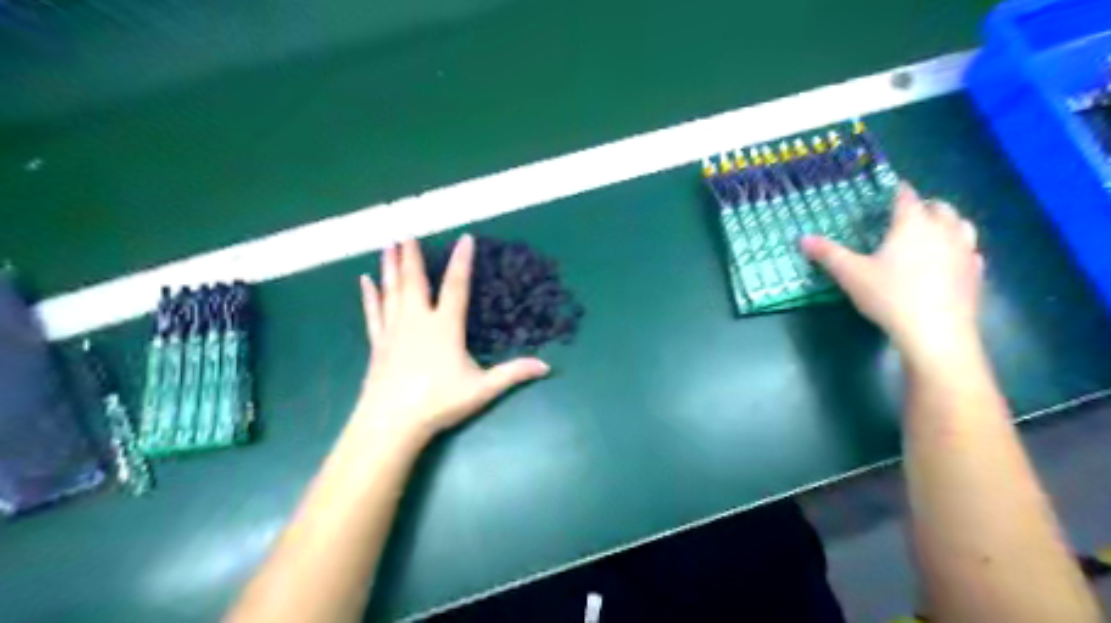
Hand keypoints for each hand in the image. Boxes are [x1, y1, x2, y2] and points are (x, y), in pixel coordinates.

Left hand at [351, 234, 551, 447]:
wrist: (391, 422)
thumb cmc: (439, 402)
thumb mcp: (482, 389)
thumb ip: (513, 374)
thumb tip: (547, 366)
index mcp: (445, 326)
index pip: (456, 286)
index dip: (462, 261)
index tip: (465, 238)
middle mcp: (417, 320)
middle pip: (414, 280)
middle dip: (411, 254)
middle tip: (405, 229)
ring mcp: (394, 330)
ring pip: (391, 290)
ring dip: (389, 265)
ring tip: (386, 243)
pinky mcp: (378, 343)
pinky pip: (374, 312)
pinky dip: (370, 295)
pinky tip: (364, 281)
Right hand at [804, 181, 983, 358]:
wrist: (935, 332)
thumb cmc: (890, 296)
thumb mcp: (851, 274)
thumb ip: (828, 254)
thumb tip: (802, 238)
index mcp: (912, 225)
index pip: (907, 198)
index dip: (899, 191)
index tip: (893, 189)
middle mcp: (943, 231)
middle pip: (940, 207)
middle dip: (925, 206)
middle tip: (908, 214)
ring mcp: (965, 251)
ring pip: (962, 226)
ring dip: (947, 223)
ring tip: (933, 232)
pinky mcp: (976, 274)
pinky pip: (971, 252)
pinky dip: (959, 250)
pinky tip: (949, 262)